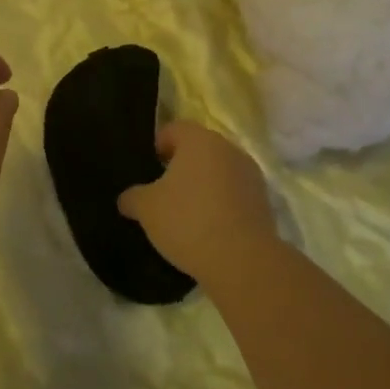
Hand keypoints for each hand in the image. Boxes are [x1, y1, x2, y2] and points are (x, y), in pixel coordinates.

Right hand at [117, 120, 275, 283]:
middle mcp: (228, 148)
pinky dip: (221, 203)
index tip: (150, 167)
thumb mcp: (147, 209)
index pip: (174, 129)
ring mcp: (250, 174)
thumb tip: (127, 198)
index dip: (158, 145)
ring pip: (219, 171)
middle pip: (199, 149)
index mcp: (199, 140)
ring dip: (204, 185)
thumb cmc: (188, 221)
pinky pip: (234, 193)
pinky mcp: (262, 200)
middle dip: (182, 166)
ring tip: (187, 213)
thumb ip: (133, 197)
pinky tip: (209, 227)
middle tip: (164, 191)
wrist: (242, 259)